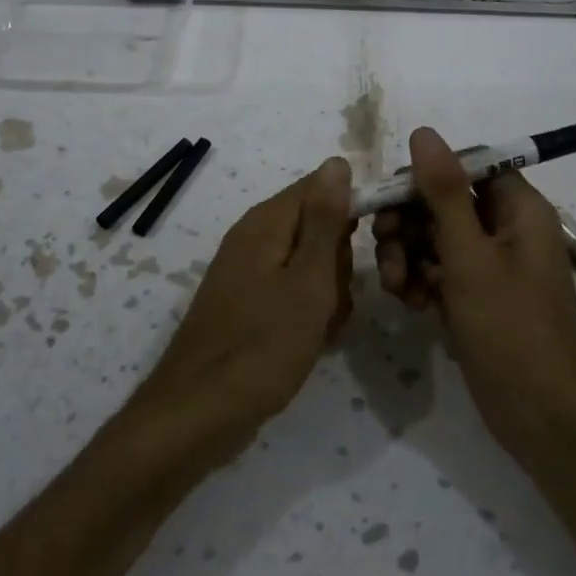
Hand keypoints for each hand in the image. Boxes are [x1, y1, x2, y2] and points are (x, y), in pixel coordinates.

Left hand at [132, 158, 354, 462]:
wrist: (199, 413)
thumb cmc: (262, 346)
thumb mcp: (308, 281)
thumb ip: (324, 220)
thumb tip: (337, 162)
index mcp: (267, 222)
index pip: (322, 186)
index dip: (354, 208)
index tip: (376, 243)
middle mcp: (254, 237)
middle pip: (317, 225)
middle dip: (339, 261)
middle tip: (337, 298)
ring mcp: (248, 271)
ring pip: (310, 262)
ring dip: (328, 292)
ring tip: (325, 327)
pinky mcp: (248, 303)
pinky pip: (292, 290)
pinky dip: (309, 311)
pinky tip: (314, 339)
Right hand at [371, 127, 575, 458]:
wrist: (543, 417)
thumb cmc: (511, 328)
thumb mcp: (470, 256)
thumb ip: (444, 193)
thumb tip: (424, 132)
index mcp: (518, 208)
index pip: (466, 166)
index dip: (426, 176)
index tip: (392, 198)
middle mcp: (506, 229)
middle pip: (445, 202)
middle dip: (409, 222)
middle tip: (383, 244)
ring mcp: (492, 266)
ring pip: (436, 239)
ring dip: (408, 255)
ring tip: (394, 286)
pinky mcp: (477, 297)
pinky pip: (440, 272)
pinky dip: (420, 281)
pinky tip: (409, 304)